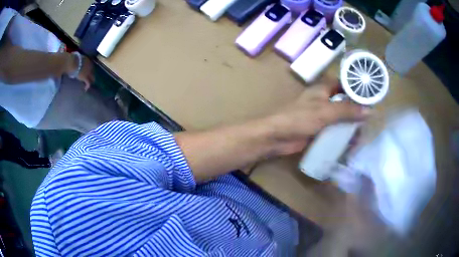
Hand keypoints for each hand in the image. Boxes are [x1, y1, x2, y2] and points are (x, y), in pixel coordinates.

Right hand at [66, 53, 94, 90]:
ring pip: (92, 77)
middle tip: (89, 79)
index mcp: (87, 60)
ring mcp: (88, 71)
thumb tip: (75, 67)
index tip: (88, 73)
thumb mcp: (77, 60)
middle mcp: (89, 65)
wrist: (72, 62)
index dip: (90, 70)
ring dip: (90, 81)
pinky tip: (85, 89)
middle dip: (91, 75)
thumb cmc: (72, 60)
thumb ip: (78, 63)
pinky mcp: (85, 77)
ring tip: (88, 85)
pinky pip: (88, 83)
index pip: (91, 66)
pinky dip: (87, 86)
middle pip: (93, 71)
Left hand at [263, 79, 370, 155]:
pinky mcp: (319, 129)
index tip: (371, 96)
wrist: (277, 137)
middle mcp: (323, 99)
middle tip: (369, 120)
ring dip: (350, 125)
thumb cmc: (299, 118)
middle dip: (356, 110)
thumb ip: (347, 110)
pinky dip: (343, 134)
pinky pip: (335, 129)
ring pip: (341, 117)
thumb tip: (369, 110)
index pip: (344, 83)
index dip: (356, 88)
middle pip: (344, 101)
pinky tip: (351, 143)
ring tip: (362, 135)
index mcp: (323, 89)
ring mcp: (321, 115)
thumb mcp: (325, 112)